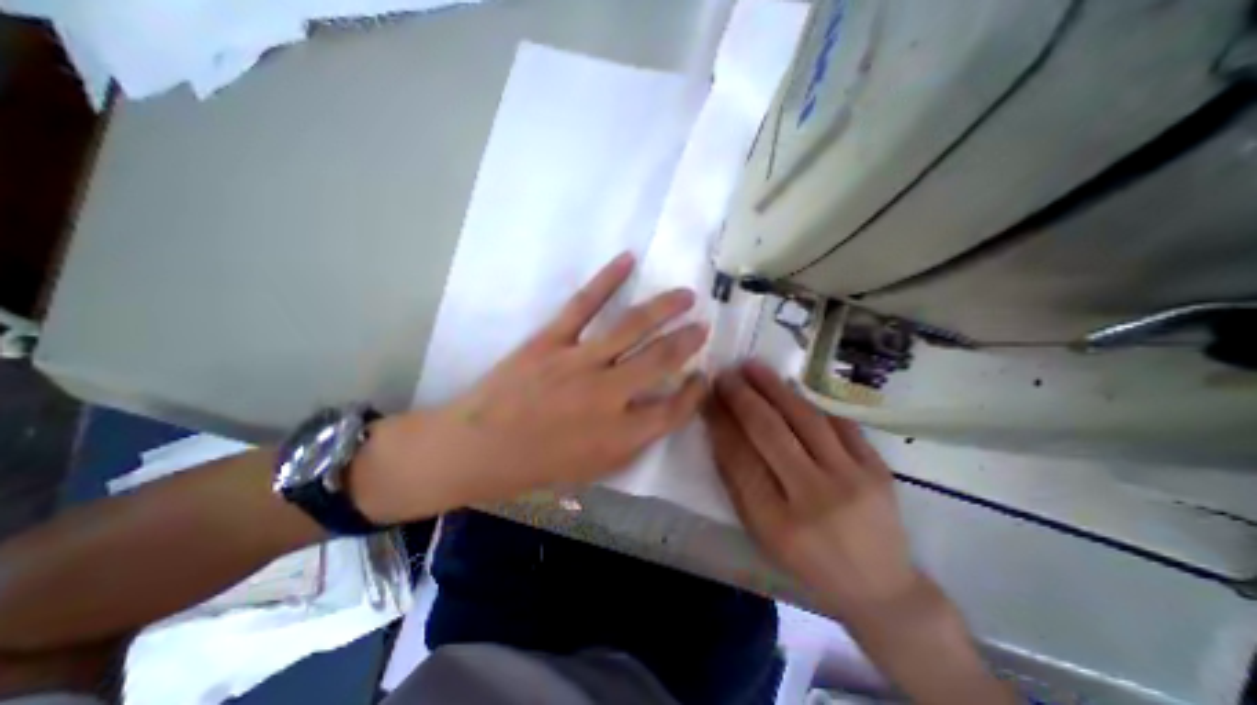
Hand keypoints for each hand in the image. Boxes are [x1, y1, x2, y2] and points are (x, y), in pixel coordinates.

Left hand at [353, 253, 703, 523]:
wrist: (477, 448)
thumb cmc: (537, 466)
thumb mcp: (593, 469)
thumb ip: (632, 442)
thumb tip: (658, 412)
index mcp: (619, 435)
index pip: (674, 409)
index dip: (695, 393)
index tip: (703, 377)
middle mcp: (608, 395)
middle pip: (661, 360)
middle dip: (688, 341)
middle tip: (703, 327)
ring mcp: (579, 362)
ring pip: (632, 326)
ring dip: (664, 307)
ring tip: (686, 295)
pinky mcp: (551, 340)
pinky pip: (584, 304)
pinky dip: (607, 279)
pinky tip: (627, 260)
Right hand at [706, 360, 921, 619]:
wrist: (878, 586)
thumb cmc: (806, 561)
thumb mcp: (761, 532)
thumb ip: (737, 482)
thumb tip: (719, 430)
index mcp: (778, 523)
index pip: (739, 458)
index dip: (720, 423)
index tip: (707, 398)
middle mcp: (815, 498)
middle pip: (770, 432)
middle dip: (742, 397)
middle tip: (725, 375)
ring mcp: (852, 480)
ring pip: (804, 419)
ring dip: (773, 388)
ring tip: (752, 367)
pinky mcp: (877, 468)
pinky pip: (836, 422)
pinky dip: (808, 402)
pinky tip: (788, 387)